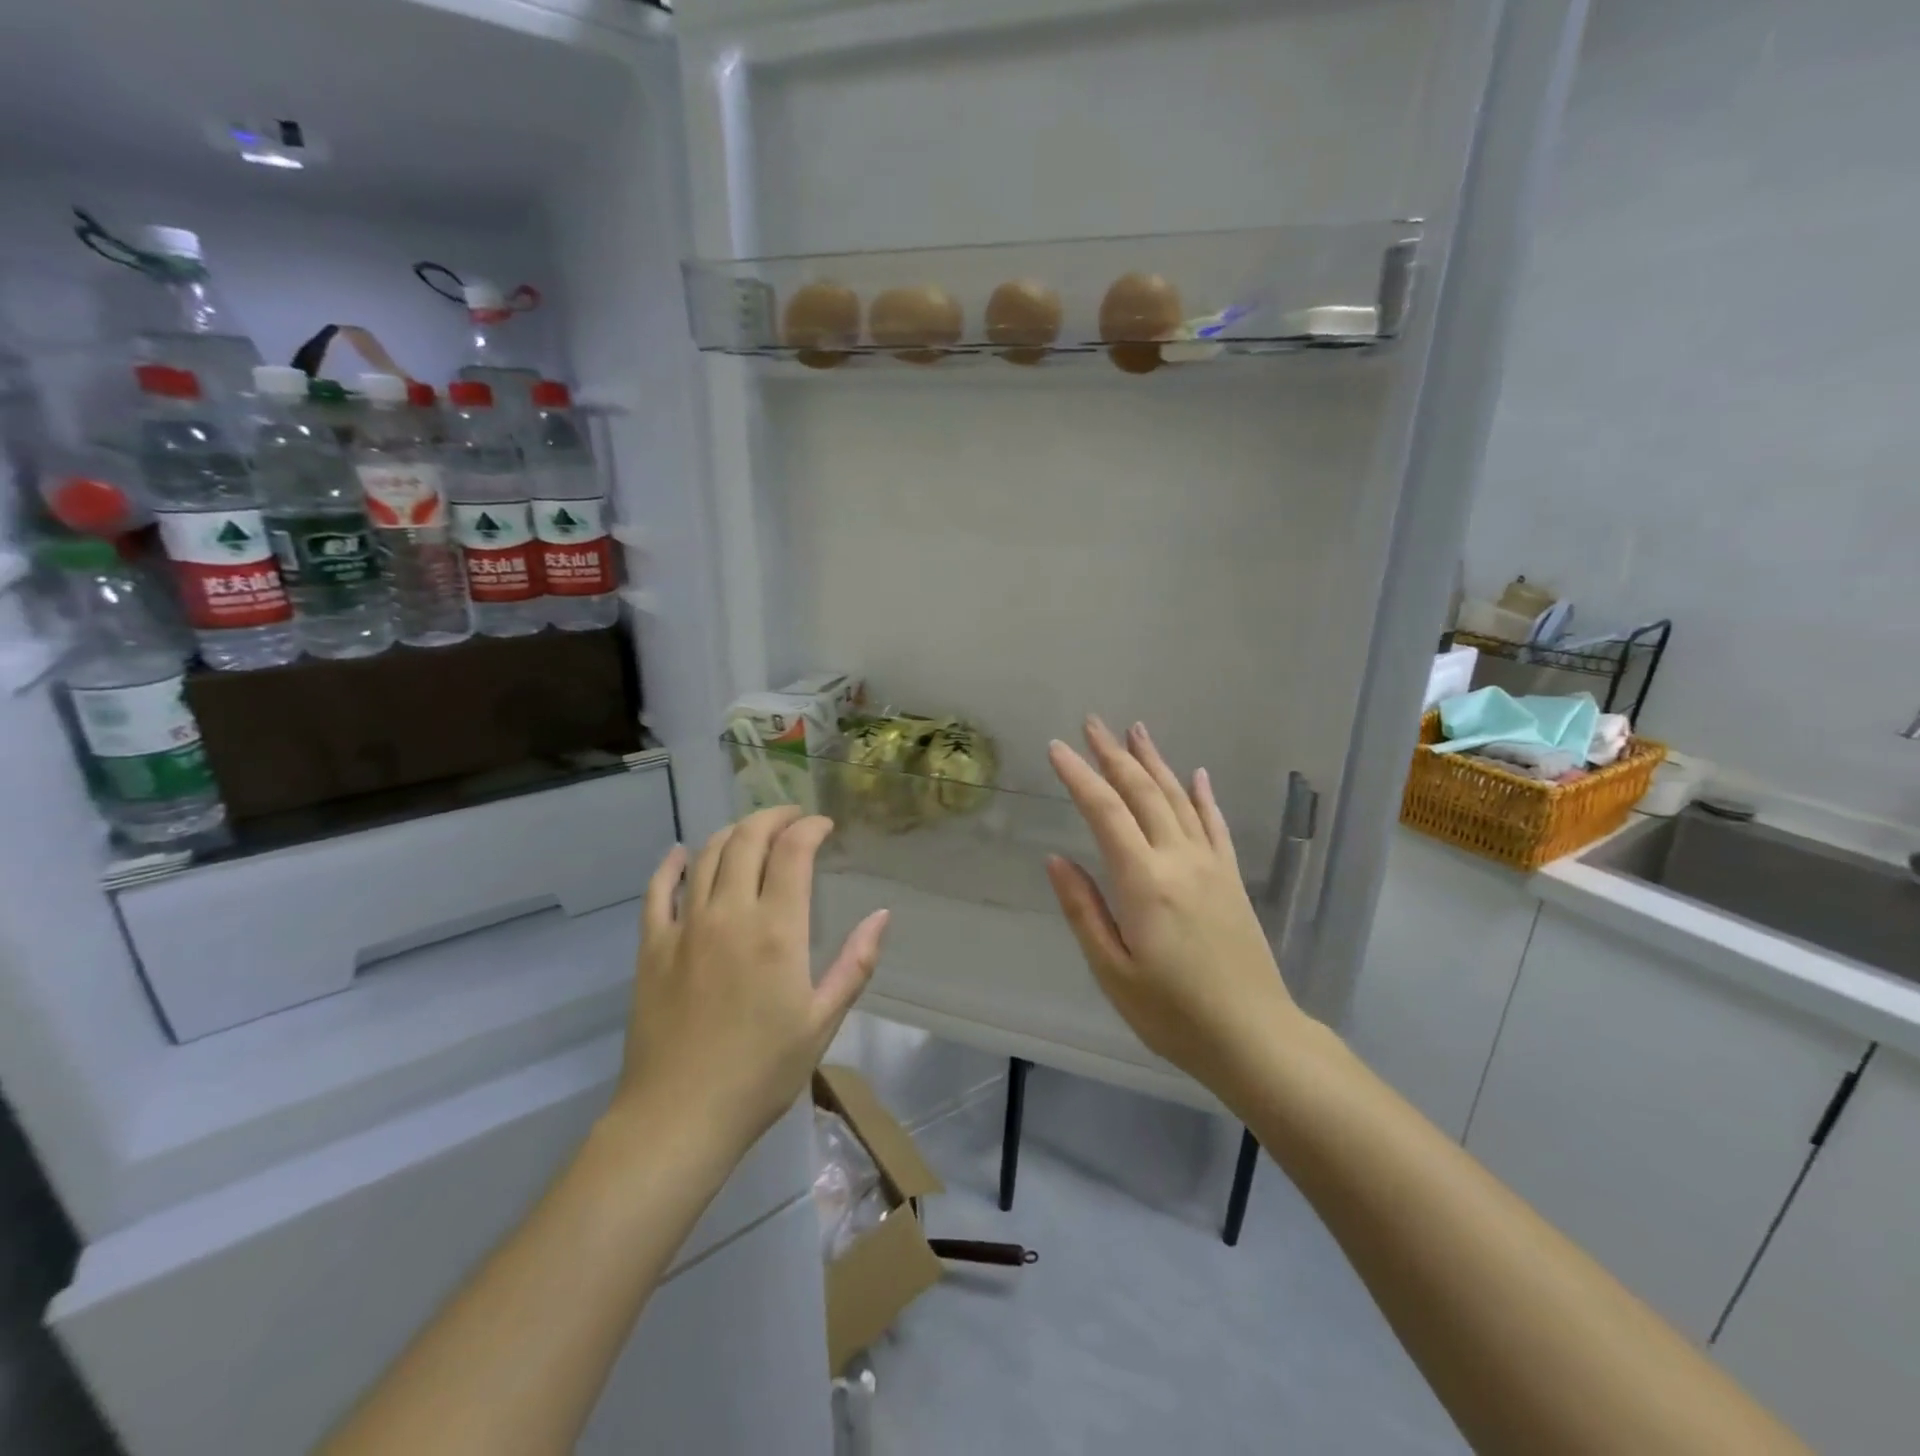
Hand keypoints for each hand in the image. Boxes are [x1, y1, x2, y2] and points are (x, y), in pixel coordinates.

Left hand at [615, 807, 889, 1154]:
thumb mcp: (823, 1021)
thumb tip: (882, 915)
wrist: (679, 1116)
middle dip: (773, 817)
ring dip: (732, 833)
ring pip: (706, 855)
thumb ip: (855, 963)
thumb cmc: (761, 1072)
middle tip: (791, 817)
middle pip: (747, 840)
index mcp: (777, 930)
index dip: (810, 828)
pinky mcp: (652, 946)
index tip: (824, 826)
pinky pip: (658, 890)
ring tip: (751, 832)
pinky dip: (671, 864)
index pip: (793, 851)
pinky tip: (681, 853)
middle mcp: (730, 914)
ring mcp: (685, 927)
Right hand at [1046, 718, 1303, 1099]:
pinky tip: (1197, 775)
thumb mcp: (1112, 971)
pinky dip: (1203, 796)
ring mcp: (1211, 866)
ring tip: (1136, 731)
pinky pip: (1216, 825)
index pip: (1105, 812)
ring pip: (1179, 799)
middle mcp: (1179, 860)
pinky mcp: (1231, 880)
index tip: (1057, 748)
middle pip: (1143, 793)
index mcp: (1144, 882)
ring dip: (1155, 762)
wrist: (1255, 1038)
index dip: (1079, 776)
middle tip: (1092, 723)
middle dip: (1114, 755)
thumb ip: (1084, 910)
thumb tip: (1056, 859)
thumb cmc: (1173, 1014)